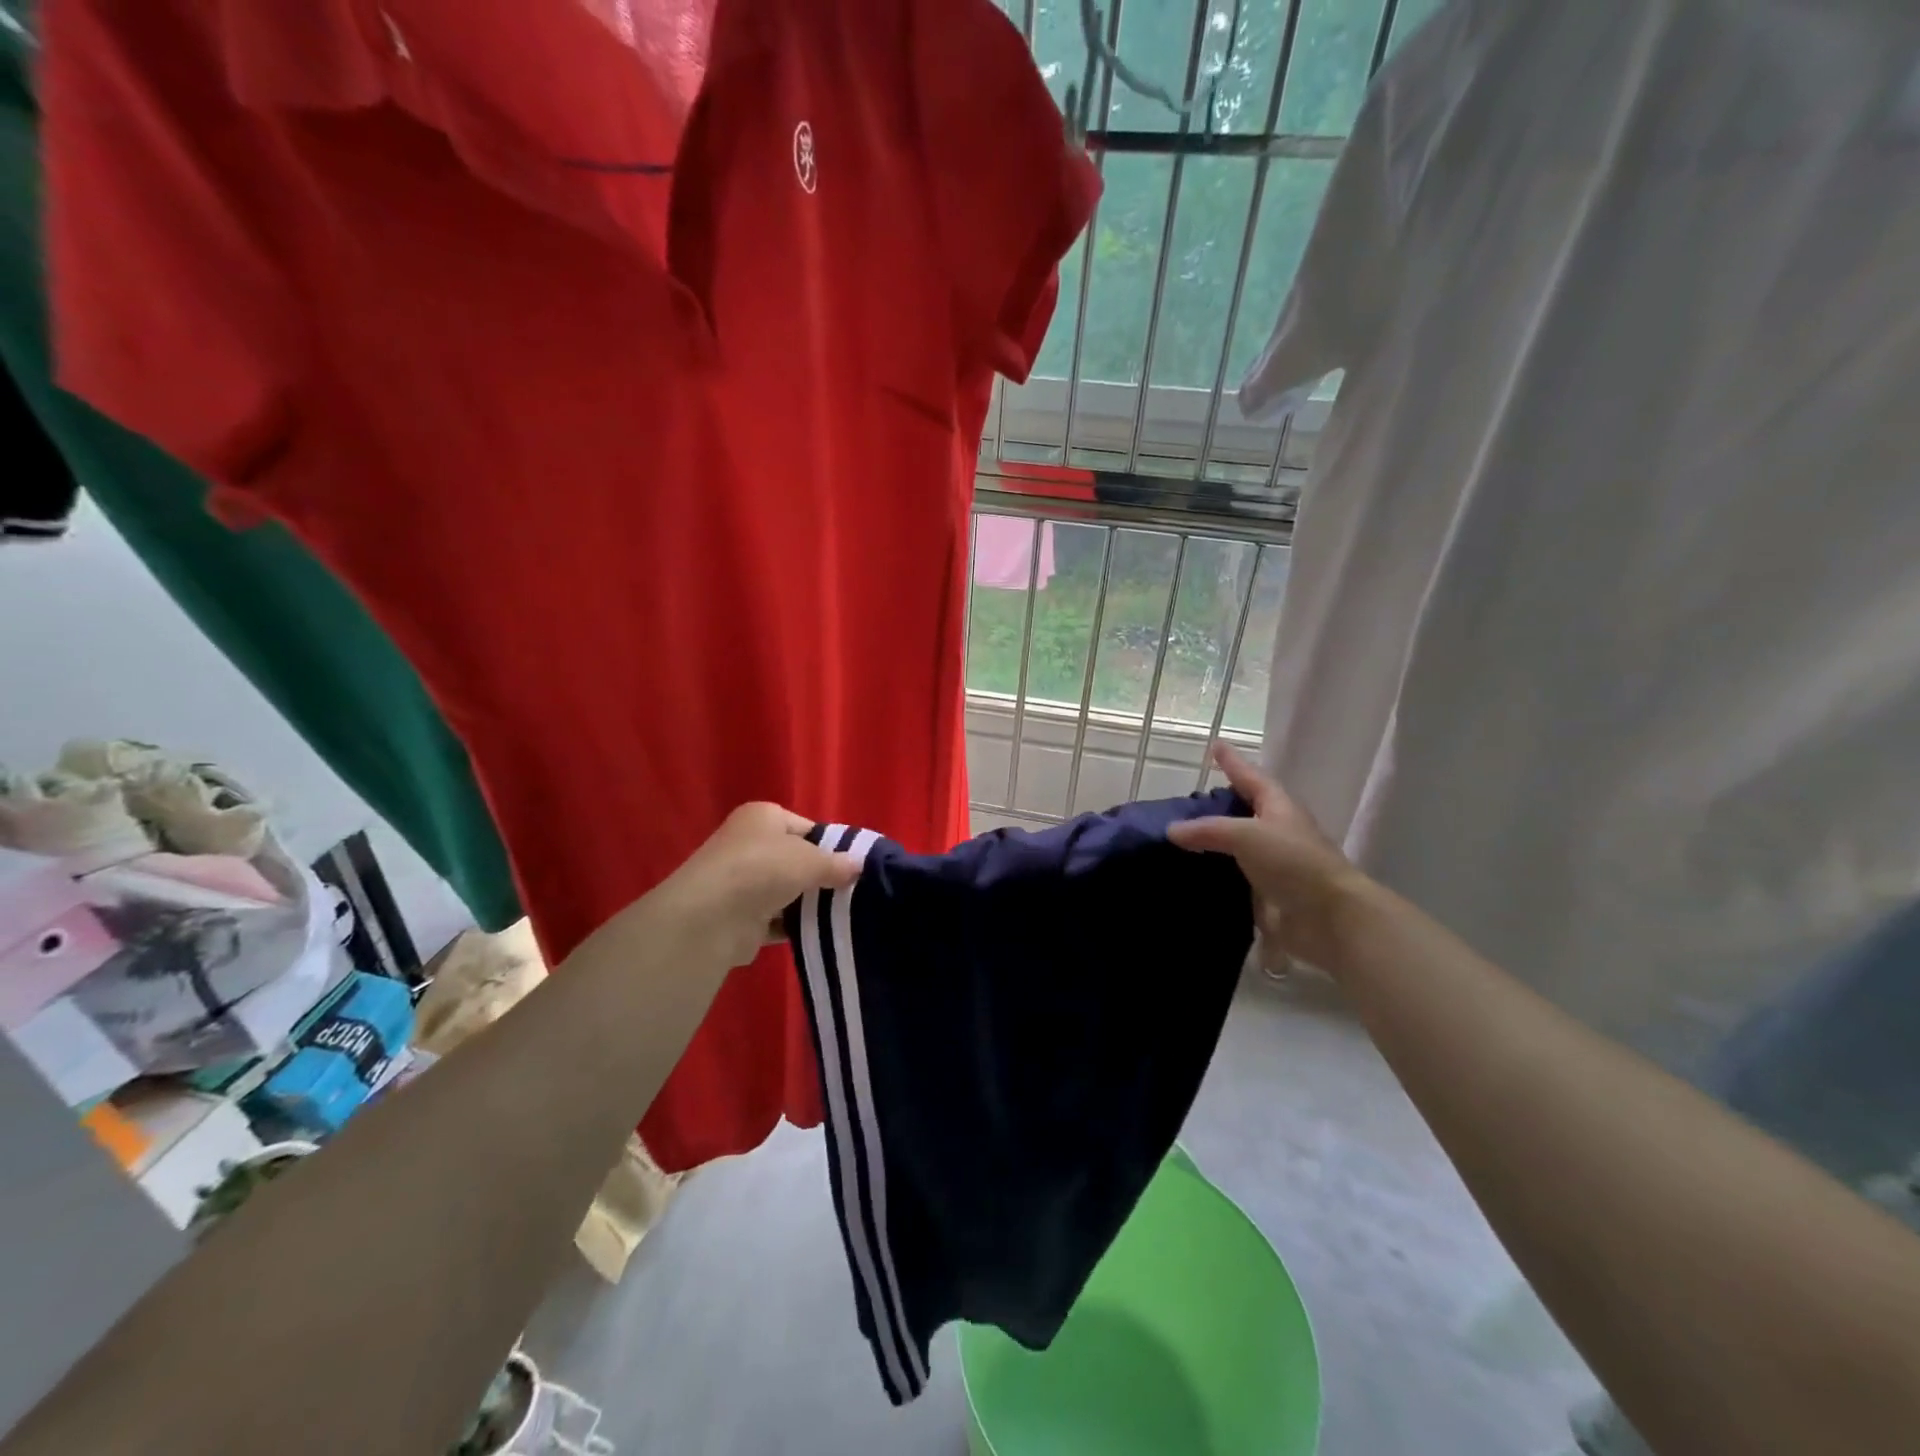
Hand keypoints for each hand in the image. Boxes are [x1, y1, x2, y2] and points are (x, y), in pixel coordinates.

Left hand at [655, 803, 858, 968]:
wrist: (711, 918)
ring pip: (785, 891)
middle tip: (853, 891)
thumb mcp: (811, 860)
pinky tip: (819, 933)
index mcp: (762, 816)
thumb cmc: (763, 869)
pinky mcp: (739, 917)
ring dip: (807, 904)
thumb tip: (859, 865)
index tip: (855, 865)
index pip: (806, 827)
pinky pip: (775, 919)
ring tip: (843, 914)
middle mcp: (748, 844)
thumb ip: (837, 863)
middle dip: (820, 876)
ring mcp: (741, 882)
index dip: (831, 844)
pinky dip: (793, 926)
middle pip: (795, 859)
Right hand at [1167, 744, 1367, 973]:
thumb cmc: (1294, 863)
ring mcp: (1272, 866)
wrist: (1328, 919)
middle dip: (1220, 805)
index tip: (1216, 745)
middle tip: (1188, 801)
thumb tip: (1171, 830)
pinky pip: (1232, 879)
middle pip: (1245, 812)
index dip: (1234, 762)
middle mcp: (1276, 833)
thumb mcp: (1247, 835)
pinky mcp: (1264, 896)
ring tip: (1177, 839)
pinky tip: (1188, 875)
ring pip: (1236, 848)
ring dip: (1212, 843)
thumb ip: (1208, 830)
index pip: (1251, 778)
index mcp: (1279, 808)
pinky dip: (1212, 875)